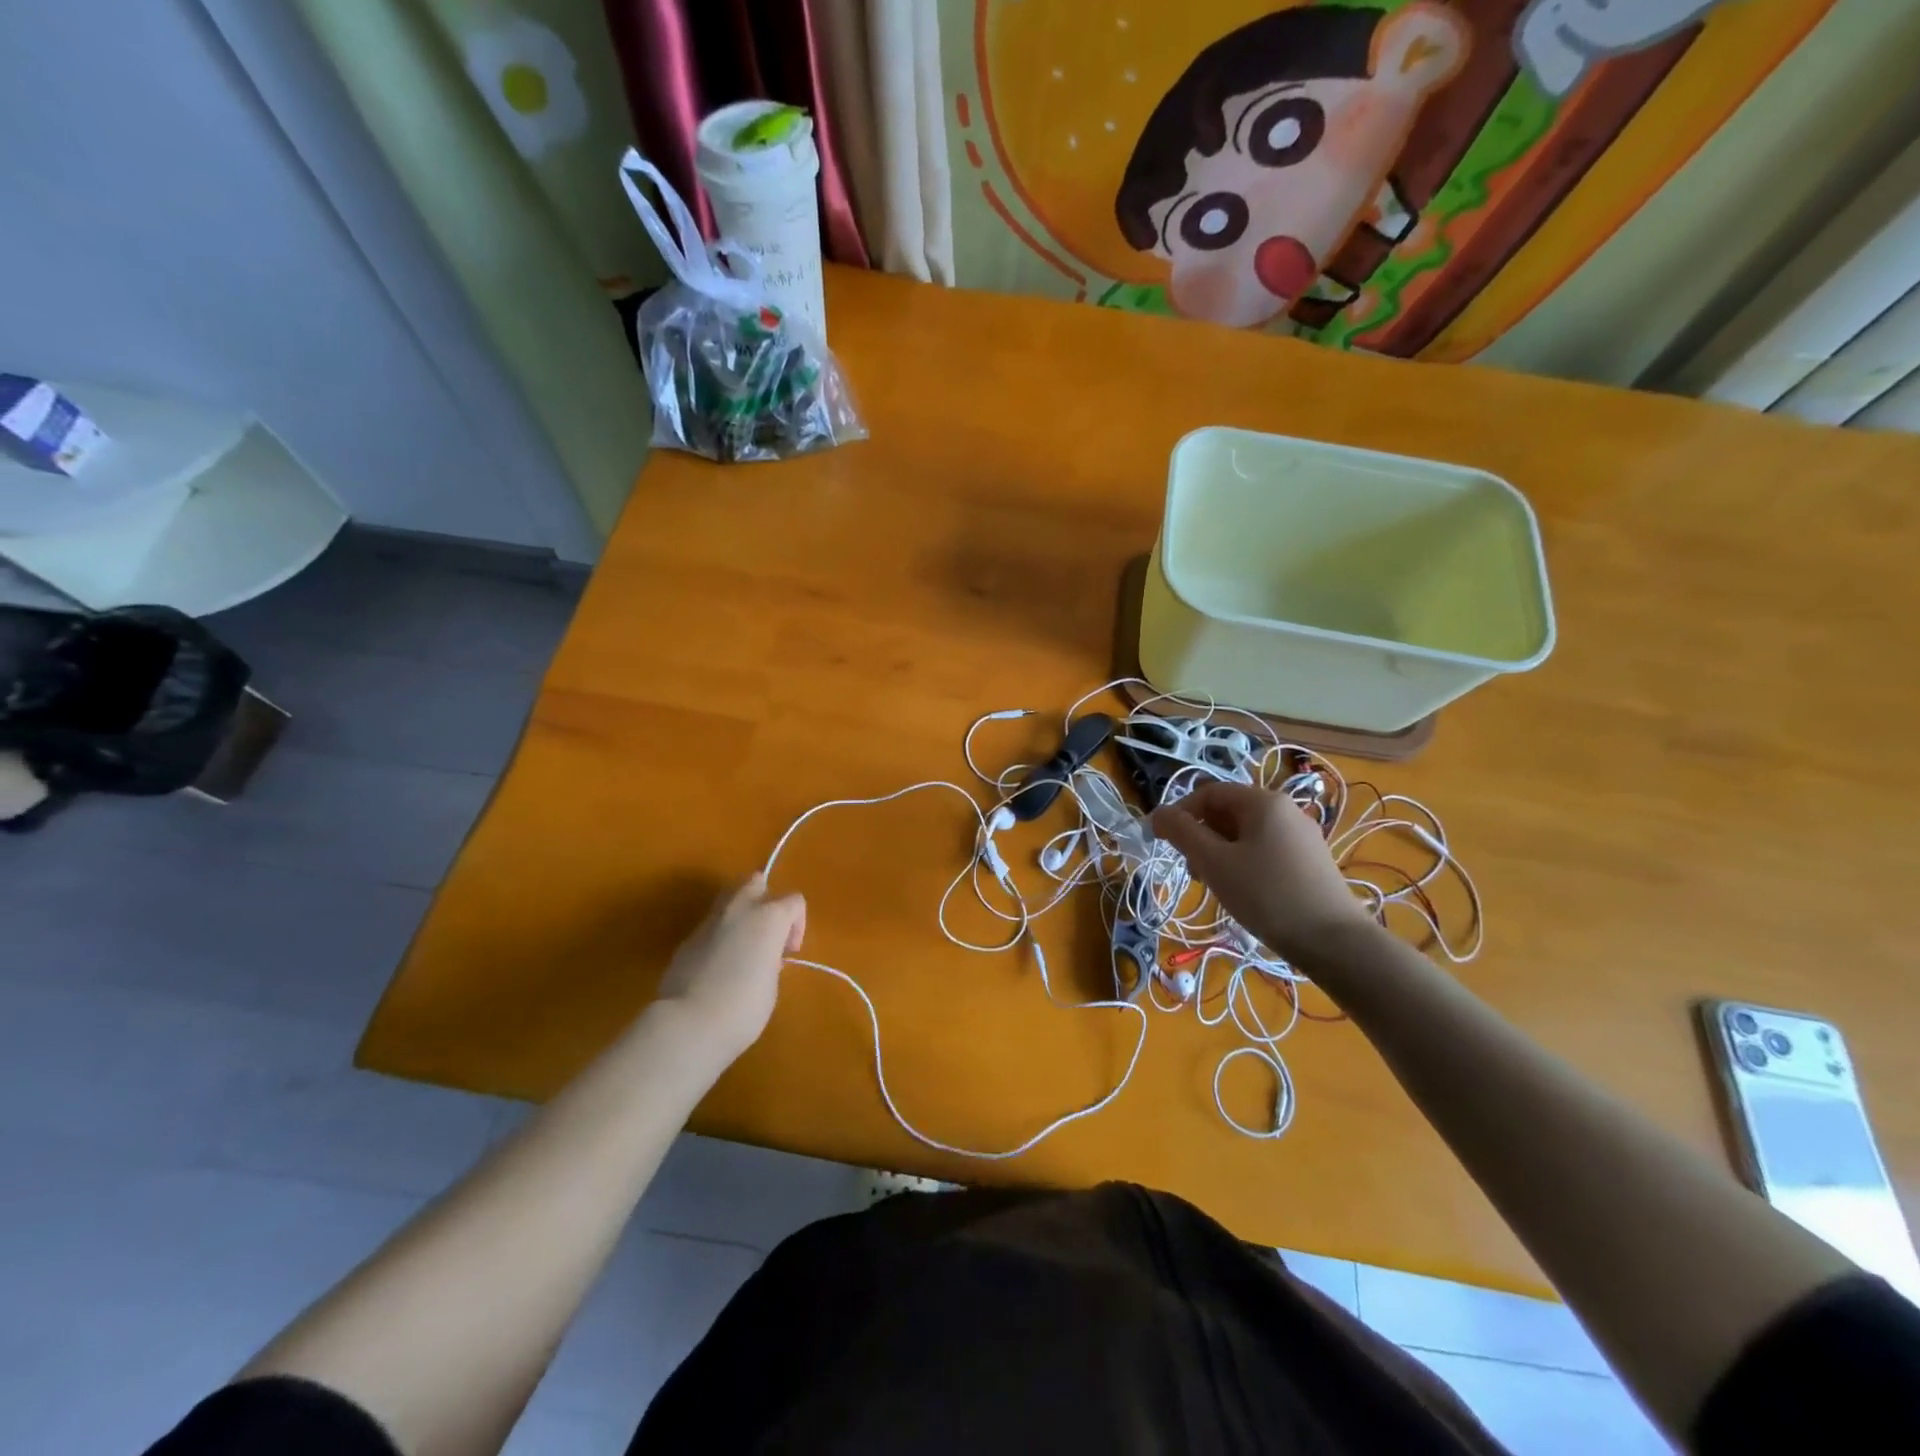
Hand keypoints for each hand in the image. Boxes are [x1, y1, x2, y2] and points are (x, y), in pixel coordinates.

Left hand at [653, 876, 805, 1062]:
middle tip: (766, 933)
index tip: (789, 953)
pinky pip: (710, 926)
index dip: (798, 925)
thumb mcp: (772, 982)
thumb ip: (770, 957)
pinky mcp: (687, 939)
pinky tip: (717, 966)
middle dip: (765, 899)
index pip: (795, 901)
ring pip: (729, 898)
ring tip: (742, 947)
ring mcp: (709, 921)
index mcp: (769, 917)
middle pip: (756, 881)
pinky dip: (719, 936)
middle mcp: (740, 909)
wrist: (689, 1024)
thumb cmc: (744, 1006)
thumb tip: (760, 955)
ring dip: (740, 914)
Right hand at [1151, 781, 1372, 963]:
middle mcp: (1285, 809)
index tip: (1162, 843)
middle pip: (1227, 812)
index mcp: (1262, 801)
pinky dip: (1243, 863)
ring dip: (1220, 853)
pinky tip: (1243, 893)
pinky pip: (1264, 850)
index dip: (1179, 813)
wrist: (1335, 942)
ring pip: (1245, 834)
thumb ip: (1182, 832)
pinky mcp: (1310, 860)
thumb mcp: (1214, 862)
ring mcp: (1301, 835)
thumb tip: (1157, 813)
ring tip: (1215, 885)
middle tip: (1192, 871)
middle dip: (1201, 836)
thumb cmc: (1266, 895)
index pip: (1208, 793)